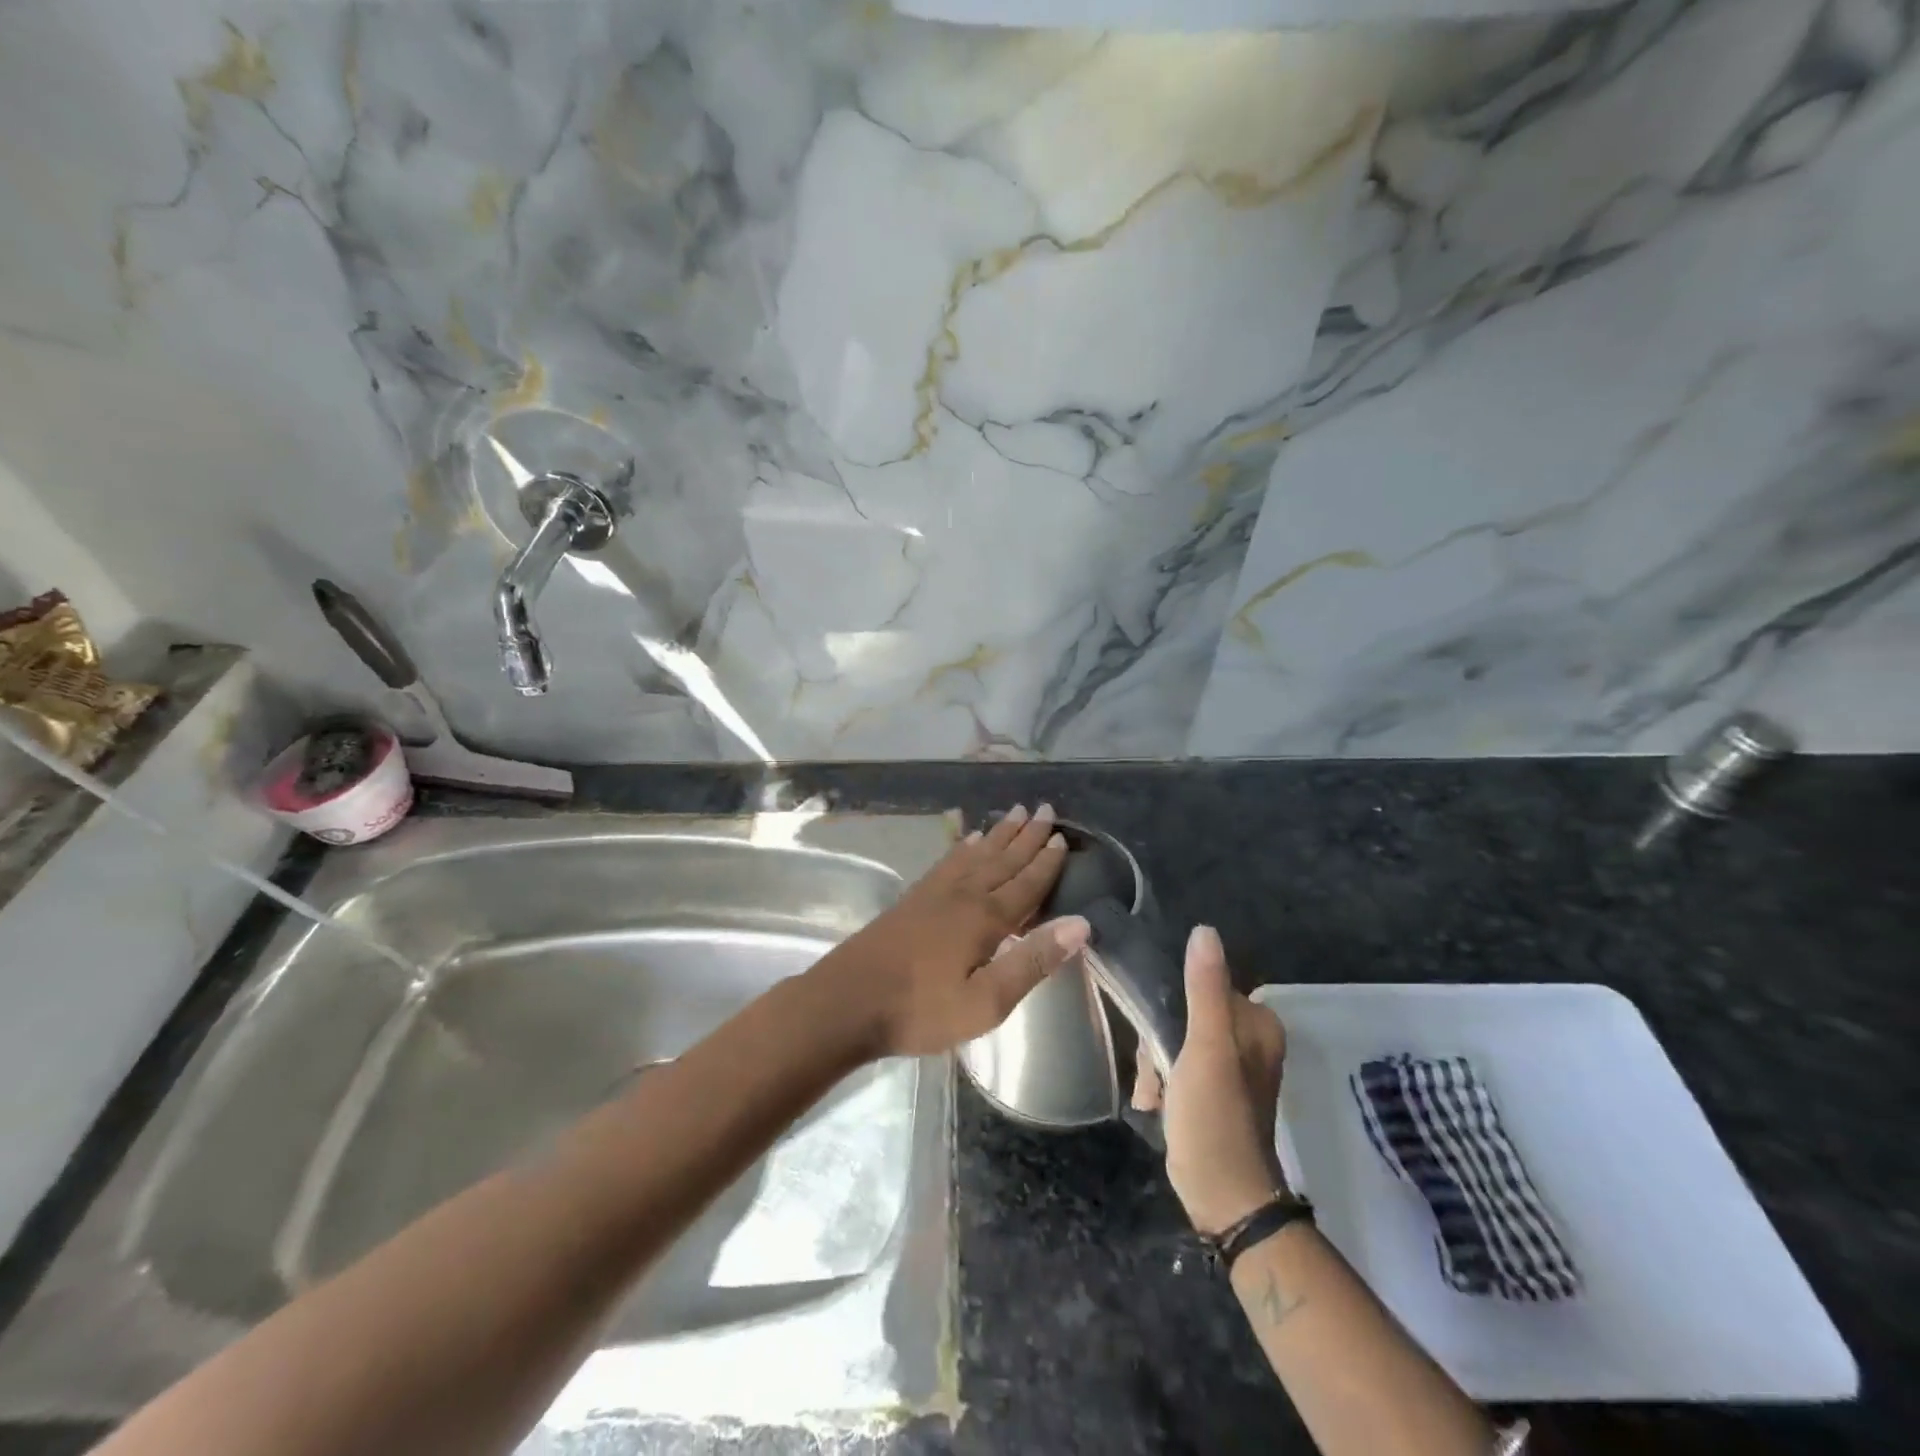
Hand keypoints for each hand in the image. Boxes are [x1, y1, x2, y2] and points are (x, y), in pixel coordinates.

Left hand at [816, 803, 1090, 1058]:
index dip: (1046, 863)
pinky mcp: (912, 899)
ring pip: (975, 855)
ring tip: (1013, 813)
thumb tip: (1081, 924)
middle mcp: (962, 895)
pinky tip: (967, 841)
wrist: (847, 1002)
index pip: (1025, 884)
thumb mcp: (986, 1002)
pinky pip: (947, 862)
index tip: (1062, 837)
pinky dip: (963, 848)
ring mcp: (933, 894)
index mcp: (985, 918)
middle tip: (1045, 809)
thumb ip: (1032, 961)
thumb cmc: (921, 1010)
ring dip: (998, 834)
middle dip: (1026, 836)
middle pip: (1002, 859)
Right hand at [1131, 925, 1289, 1234]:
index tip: (1158, 1032)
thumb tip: (1204, 930)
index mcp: (1255, 1023)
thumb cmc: (1216, 1117)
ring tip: (1154, 1092)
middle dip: (1159, 1041)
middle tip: (1156, 1069)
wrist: (1222, 1197)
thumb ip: (1205, 989)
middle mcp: (1246, 1039)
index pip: (1202, 984)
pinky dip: (1160, 1082)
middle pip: (1184, 1011)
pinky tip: (1154, 1103)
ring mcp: (1227, 1067)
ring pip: (1173, 1038)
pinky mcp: (1210, 1091)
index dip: (1172, 1004)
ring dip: (1155, 1064)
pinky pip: (1174, 1065)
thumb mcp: (1207, 1047)